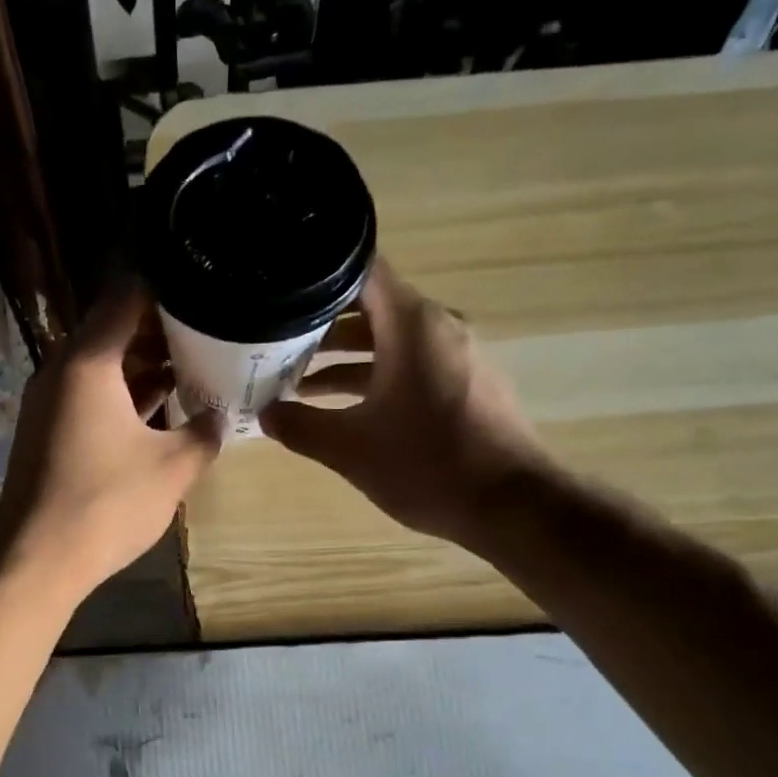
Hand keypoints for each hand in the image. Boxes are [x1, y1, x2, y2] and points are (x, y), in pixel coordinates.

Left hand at [0, 284, 221, 601]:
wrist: (38, 559)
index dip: (166, 287)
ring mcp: (49, 403)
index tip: (203, 286)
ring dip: (143, 366)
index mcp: (87, 362)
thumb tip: (220, 416)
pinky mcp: (47, 432)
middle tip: (209, 329)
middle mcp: (61, 371)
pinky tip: (161, 409)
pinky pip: (90, 396)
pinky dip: (123, 395)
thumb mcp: (173, 468)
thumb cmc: (108, 504)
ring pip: (102, 366)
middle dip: (161, 329)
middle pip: (112, 330)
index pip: (126, 297)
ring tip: (193, 365)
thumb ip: (205, 433)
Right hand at [260, 259, 548, 545]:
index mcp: (411, 325)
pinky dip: (376, 375)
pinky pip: (412, 363)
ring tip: (298, 380)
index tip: (280, 292)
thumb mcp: (350, 449)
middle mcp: (438, 326)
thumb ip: (300, 426)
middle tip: (275, 344)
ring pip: (390, 340)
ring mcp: (457, 354)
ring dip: (346, 357)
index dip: (316, 278)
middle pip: (371, 307)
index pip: (360, 271)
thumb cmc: (427, 465)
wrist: (511, 505)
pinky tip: (344, 407)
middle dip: (321, 326)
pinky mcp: (466, 382)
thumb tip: (265, 414)